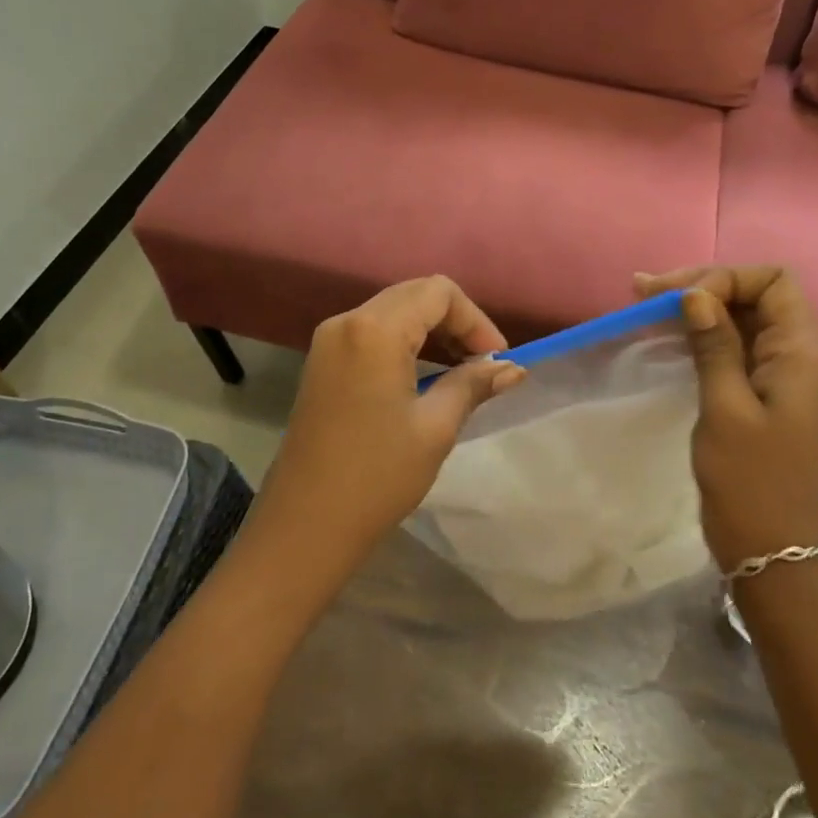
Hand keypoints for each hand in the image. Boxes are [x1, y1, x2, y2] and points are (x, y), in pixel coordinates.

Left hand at [253, 276, 525, 576]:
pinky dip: (405, 343)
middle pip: (414, 295)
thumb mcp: (435, 428)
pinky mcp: (322, 362)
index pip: (438, 292)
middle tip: (482, 364)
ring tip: (460, 372)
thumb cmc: (377, 476)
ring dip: (431, 331)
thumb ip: (473, 384)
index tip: (496, 359)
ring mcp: (328, 341)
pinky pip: (372, 332)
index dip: (475, 320)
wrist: (305, 525)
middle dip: (455, 322)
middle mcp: (346, 321)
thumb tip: (512, 368)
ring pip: (393, 311)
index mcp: (374, 330)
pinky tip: (424, 377)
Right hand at [636, 265, 817, 569]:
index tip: (679, 300)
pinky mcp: (771, 396)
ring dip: (699, 310)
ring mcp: (788, 377)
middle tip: (644, 293)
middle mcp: (803, 356)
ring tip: (646, 307)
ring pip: (745, 321)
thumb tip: (696, 294)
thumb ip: (714, 345)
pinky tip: (670, 337)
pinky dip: (706, 337)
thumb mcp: (725, 408)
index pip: (773, 281)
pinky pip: (740, 349)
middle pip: (757, 296)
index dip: (725, 278)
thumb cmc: (750, 481)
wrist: (774, 550)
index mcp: (804, 353)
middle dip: (703, 287)